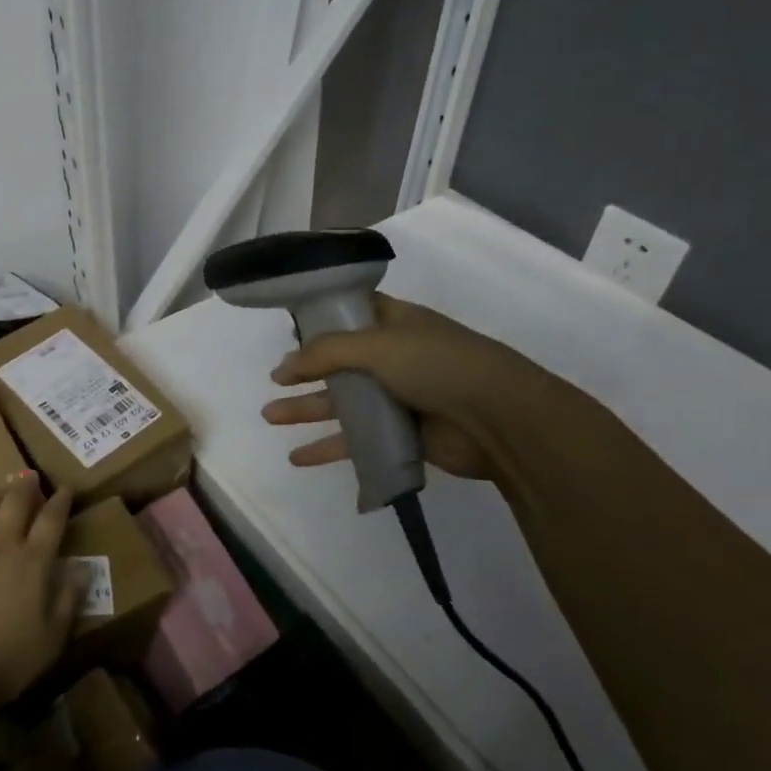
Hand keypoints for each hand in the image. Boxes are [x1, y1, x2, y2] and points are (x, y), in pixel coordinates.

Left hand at [0, 473, 80, 749]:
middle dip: (25, 486)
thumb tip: (83, 570)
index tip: (65, 488)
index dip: (60, 502)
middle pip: (16, 503)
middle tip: (29, 476)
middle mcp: (3, 545)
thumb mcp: (52, 638)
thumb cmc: (7, 659)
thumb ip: (68, 601)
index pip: (52, 521)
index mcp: (34, 563)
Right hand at [261, 294, 531, 481]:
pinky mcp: (401, 435)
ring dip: (306, 409)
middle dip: (305, 371)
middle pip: (340, 362)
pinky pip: (356, 439)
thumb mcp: (378, 345)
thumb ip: (327, 352)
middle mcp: (395, 357)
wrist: (500, 421)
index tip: (289, 328)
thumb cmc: (439, 366)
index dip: (321, 319)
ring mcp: (399, 397)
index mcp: (396, 324)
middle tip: (274, 381)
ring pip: (342, 402)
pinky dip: (328, 448)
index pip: (352, 313)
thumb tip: (285, 365)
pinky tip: (298, 458)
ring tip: (269, 416)